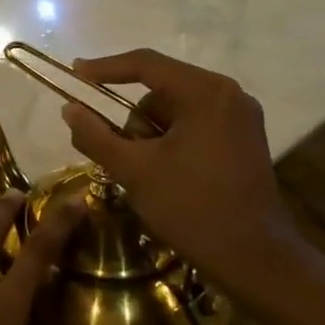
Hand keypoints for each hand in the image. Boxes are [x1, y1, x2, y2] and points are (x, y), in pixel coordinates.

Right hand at [59, 48, 309, 297]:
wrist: (255, 260)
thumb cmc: (192, 208)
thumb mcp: (133, 170)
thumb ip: (95, 135)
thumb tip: (69, 108)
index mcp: (205, 93)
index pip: (145, 64)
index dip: (104, 68)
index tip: (75, 74)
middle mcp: (228, 95)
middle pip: (160, 90)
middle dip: (133, 121)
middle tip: (119, 154)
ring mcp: (240, 117)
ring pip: (174, 110)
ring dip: (151, 135)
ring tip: (146, 173)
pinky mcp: (244, 140)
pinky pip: (193, 125)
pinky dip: (170, 142)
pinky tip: (165, 173)